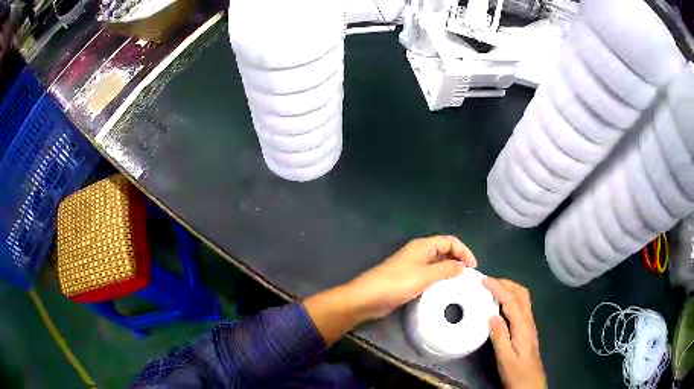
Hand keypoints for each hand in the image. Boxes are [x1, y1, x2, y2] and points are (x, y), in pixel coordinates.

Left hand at [304, 236, 476, 344]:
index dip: (464, 251)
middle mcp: (419, 253)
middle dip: (458, 260)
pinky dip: (439, 280)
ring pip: (437, 264)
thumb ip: (445, 269)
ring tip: (460, 284)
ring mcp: (413, 266)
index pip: (450, 241)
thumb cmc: (397, 283)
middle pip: (444, 250)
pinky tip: (444, 291)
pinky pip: (429, 276)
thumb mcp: (425, 276)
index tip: (473, 267)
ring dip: (449, 271)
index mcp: (423, 246)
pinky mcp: (408, 279)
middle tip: (468, 276)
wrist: (368, 298)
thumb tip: (462, 266)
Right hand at [482, 278, 545, 388]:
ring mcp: (529, 325)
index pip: (512, 301)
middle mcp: (528, 321)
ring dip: (510, 288)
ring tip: (494, 288)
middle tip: (488, 281)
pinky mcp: (527, 329)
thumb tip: (491, 315)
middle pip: (521, 294)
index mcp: (523, 327)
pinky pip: (521, 306)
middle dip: (506, 283)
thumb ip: (500, 337)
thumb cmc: (517, 373)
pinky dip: (511, 297)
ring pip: (523, 298)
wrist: (530, 384)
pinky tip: (502, 304)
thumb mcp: (505, 359)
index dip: (499, 288)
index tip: (485, 280)